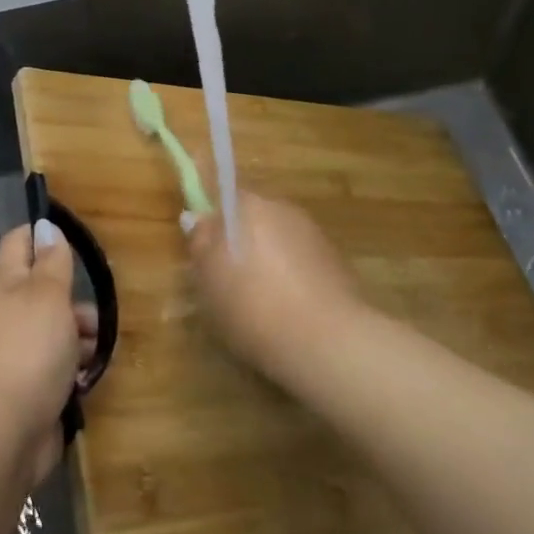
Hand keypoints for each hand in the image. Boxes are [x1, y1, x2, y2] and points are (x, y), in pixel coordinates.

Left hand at [0, 221, 97, 490]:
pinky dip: (76, 370)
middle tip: (100, 309)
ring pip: (57, 331)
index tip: (75, 237)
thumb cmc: (27, 352)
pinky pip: (60, 369)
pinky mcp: (32, 390)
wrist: (0, 436)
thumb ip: (52, 262)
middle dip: (75, 297)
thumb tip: (46, 226)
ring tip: (99, 349)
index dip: (42, 234)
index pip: (19, 244)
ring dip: (82, 336)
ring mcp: (20, 355)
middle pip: (45, 291)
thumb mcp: (47, 296)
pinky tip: (90, 378)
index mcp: (8, 285)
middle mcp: (11, 315)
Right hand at [184, 192, 363, 383]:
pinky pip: (300, 262)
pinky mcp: (336, 262)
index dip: (211, 214)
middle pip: (251, 217)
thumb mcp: (208, 279)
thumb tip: (196, 218)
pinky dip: (290, 278)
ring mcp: (313, 234)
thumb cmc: (253, 304)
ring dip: (266, 260)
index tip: (205, 245)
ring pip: (277, 240)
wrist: (327, 341)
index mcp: (247, 204)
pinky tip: (287, 311)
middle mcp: (282, 208)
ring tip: (258, 303)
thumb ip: (200, 243)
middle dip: (239, 240)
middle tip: (225, 280)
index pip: (222, 191)